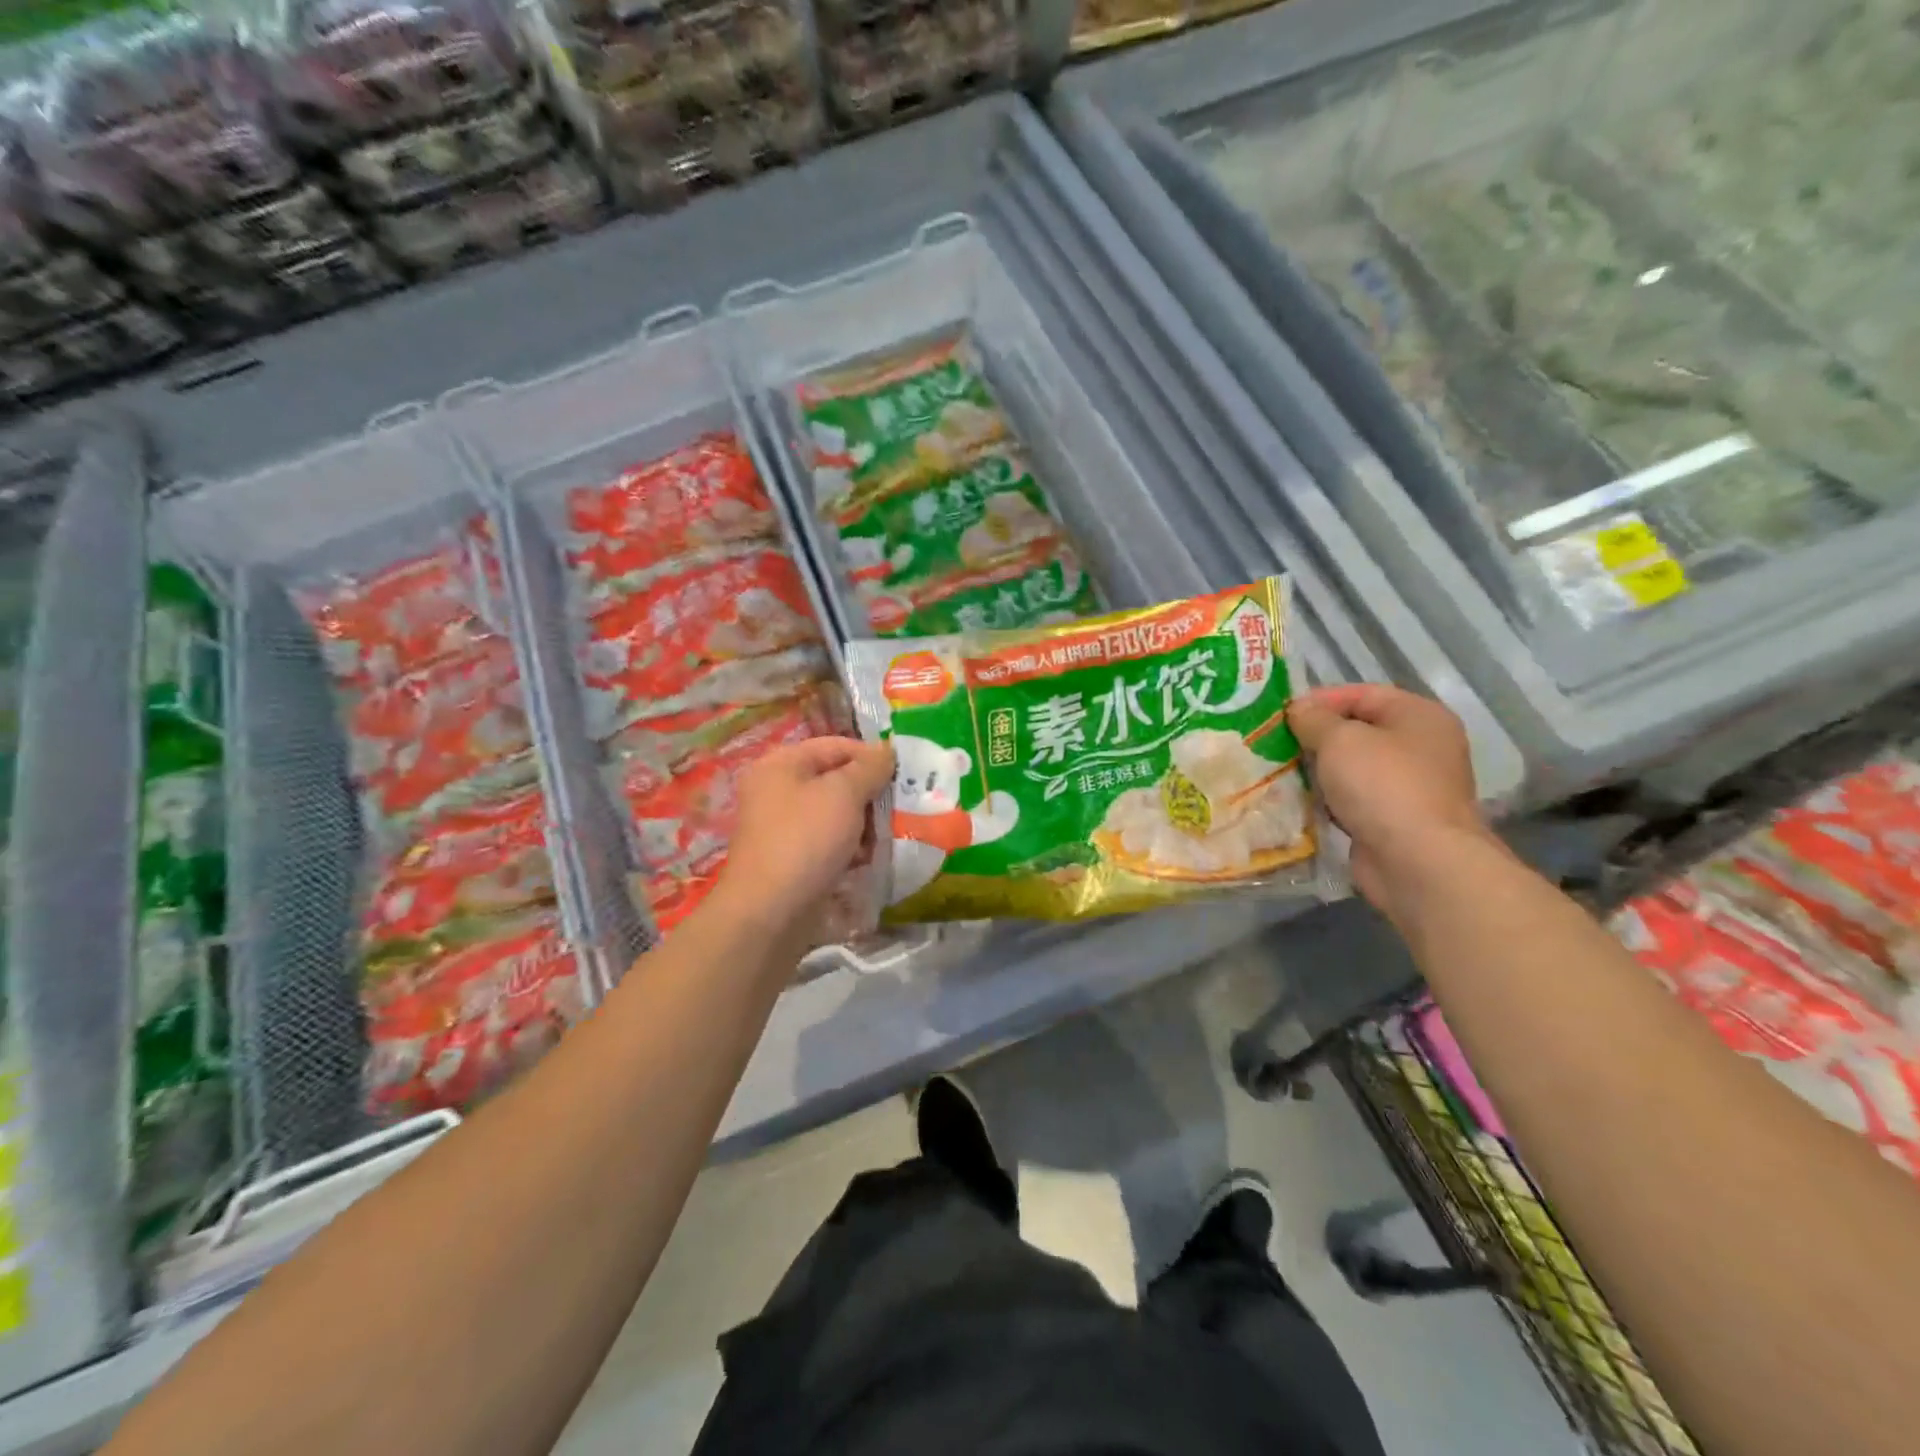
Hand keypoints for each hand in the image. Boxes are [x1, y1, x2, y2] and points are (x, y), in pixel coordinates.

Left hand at [714, 737, 893, 943]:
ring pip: (835, 814)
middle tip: (899, 807)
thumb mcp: (843, 794)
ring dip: (864, 823)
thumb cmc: (806, 840)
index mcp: (781, 765)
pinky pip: (828, 842)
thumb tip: (887, 750)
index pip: (834, 746)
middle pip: (835, 780)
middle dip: (869, 793)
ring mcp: (782, 828)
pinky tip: (868, 859)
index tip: (903, 773)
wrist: (769, 913)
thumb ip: (869, 767)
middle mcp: (776, 791)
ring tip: (887, 837)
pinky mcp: (791, 859)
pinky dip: (849, 847)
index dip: (870, 755)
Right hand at [1288, 685, 1495, 918]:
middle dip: (1315, 736)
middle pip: (1358, 731)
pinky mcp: (1394, 820)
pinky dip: (1328, 799)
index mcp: (1419, 716)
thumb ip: (1314, 719)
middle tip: (1273, 742)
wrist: (1418, 862)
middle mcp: (1422, 747)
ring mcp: (1410, 786)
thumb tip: (1298, 710)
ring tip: (1278, 770)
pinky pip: (1353, 799)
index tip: (1281, 713)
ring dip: (1318, 770)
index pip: (1363, 694)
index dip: (1321, 699)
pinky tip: (1298, 801)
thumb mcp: (1339, 739)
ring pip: (1353, 767)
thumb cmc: (1383, 786)